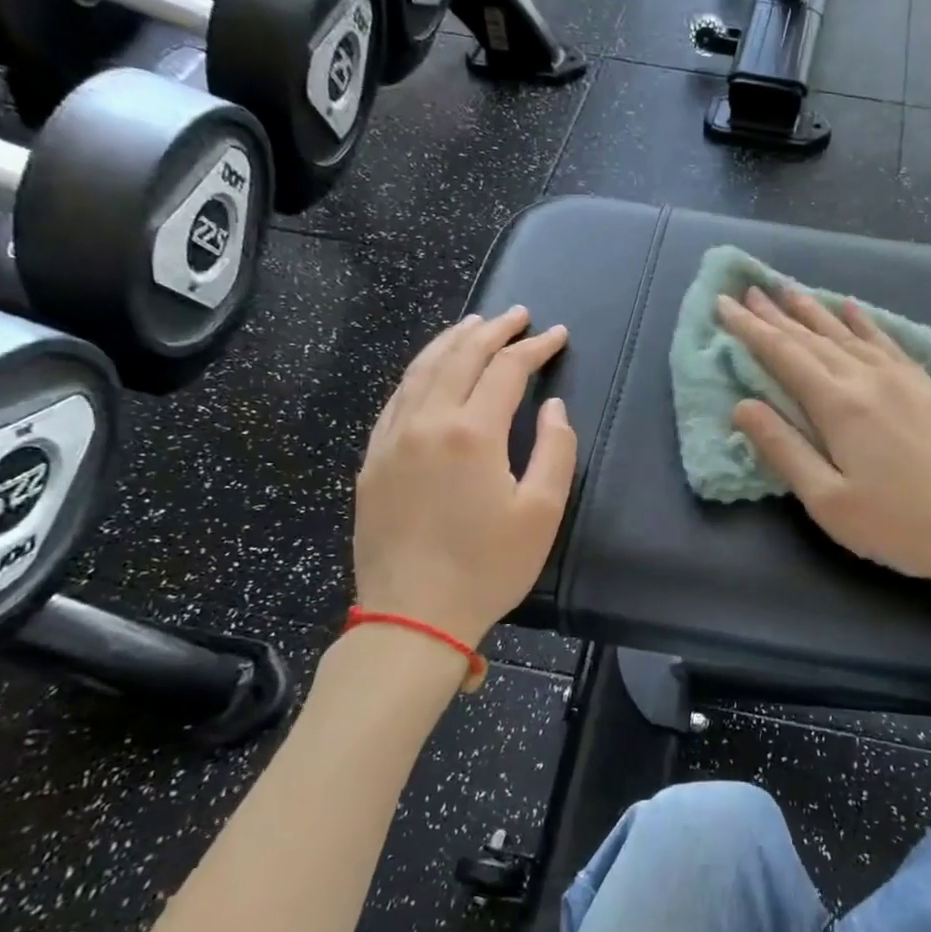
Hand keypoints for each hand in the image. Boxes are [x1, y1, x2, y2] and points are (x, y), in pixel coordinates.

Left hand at [353, 306, 575, 643]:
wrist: (412, 616)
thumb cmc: (487, 567)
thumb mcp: (541, 513)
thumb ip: (555, 451)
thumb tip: (553, 408)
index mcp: (472, 433)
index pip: (507, 370)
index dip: (535, 348)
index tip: (558, 335)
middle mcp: (426, 422)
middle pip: (460, 357)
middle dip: (492, 330)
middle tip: (517, 315)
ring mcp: (391, 438)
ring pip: (421, 370)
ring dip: (451, 341)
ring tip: (474, 325)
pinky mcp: (372, 459)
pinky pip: (396, 398)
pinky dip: (419, 372)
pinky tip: (429, 371)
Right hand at [717, 286, 930, 602]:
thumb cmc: (901, 525)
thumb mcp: (829, 501)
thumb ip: (784, 450)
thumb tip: (742, 406)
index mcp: (839, 405)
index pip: (783, 355)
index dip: (750, 329)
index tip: (723, 304)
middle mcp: (869, 378)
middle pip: (812, 338)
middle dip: (776, 315)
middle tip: (748, 290)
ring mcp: (904, 378)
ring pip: (848, 334)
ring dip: (814, 312)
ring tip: (789, 290)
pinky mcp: (929, 387)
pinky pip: (886, 341)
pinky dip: (864, 322)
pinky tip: (853, 309)